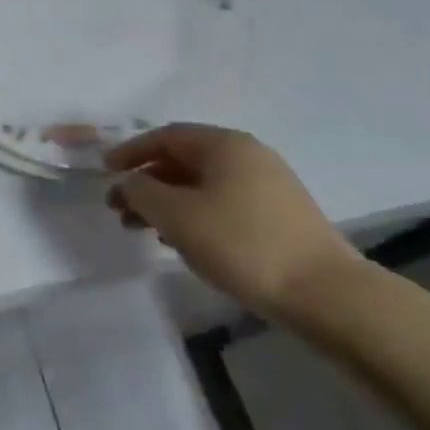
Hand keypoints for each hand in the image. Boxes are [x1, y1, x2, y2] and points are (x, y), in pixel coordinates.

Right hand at [104, 124, 356, 319]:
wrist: (324, 293)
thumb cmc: (241, 244)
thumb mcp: (177, 216)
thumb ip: (141, 192)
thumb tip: (127, 182)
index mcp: (224, 144)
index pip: (166, 136)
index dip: (131, 151)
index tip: (105, 170)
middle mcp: (248, 154)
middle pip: (184, 159)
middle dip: (147, 181)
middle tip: (119, 207)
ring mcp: (268, 184)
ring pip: (203, 184)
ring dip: (167, 201)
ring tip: (144, 229)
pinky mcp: (279, 214)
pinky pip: (223, 202)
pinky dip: (194, 214)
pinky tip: (182, 241)